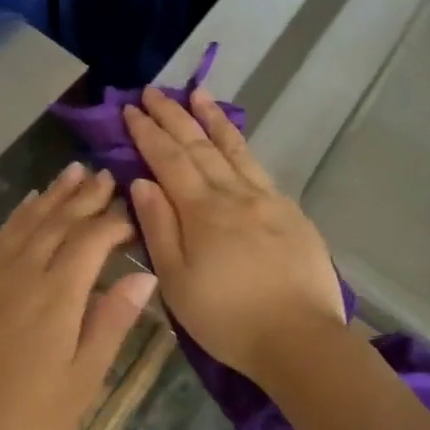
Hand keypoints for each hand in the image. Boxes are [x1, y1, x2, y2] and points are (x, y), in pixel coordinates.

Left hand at [0, 164, 155, 429]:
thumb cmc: (23, 419)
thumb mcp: (81, 381)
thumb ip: (111, 322)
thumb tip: (142, 276)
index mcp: (57, 295)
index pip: (92, 239)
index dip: (114, 221)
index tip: (133, 212)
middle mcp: (22, 272)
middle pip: (58, 221)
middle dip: (84, 196)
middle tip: (105, 174)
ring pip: (26, 222)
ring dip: (52, 195)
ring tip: (72, 172)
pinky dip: (19, 215)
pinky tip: (28, 206)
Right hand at [124, 87, 343, 379]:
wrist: (299, 338)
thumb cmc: (227, 318)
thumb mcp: (176, 281)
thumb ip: (158, 227)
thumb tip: (141, 182)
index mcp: (202, 211)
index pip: (168, 160)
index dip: (147, 133)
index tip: (130, 109)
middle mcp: (234, 194)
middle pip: (199, 146)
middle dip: (173, 116)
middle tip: (153, 91)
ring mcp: (266, 199)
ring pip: (234, 148)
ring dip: (212, 118)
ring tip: (197, 93)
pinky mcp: (290, 212)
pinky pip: (258, 166)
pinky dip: (241, 144)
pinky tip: (235, 138)